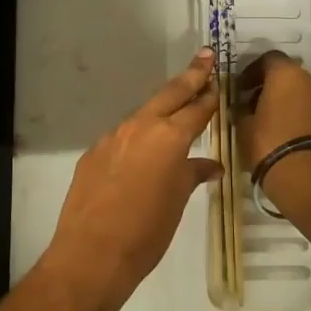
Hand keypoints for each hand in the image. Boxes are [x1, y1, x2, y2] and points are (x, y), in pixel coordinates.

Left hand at [38, 49, 221, 310]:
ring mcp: (112, 137)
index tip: (219, 80)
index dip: (210, 95)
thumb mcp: (177, 202)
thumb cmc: (146, 232)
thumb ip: (192, 175)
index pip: (196, 109)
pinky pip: (122, 136)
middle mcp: (140, 127)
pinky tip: (143, 149)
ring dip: (162, 107)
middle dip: (190, 76)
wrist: (91, 254)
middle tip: (205, 55)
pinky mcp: (93, 153)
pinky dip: (138, 135)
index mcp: (168, 137)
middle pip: (170, 95)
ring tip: (178, 103)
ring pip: (143, 114)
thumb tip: (209, 166)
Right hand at [235, 51, 310, 214]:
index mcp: (286, 73)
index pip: (268, 59)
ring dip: (286, 100)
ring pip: (301, 92)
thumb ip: (242, 110)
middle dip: (270, 86)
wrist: (308, 178)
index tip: (240, 88)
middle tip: (253, 104)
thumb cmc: (269, 144)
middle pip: (287, 74)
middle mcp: (310, 79)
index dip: (252, 71)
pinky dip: (299, 114)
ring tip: (268, 120)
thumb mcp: (244, 126)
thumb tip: (242, 107)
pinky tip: (285, 132)